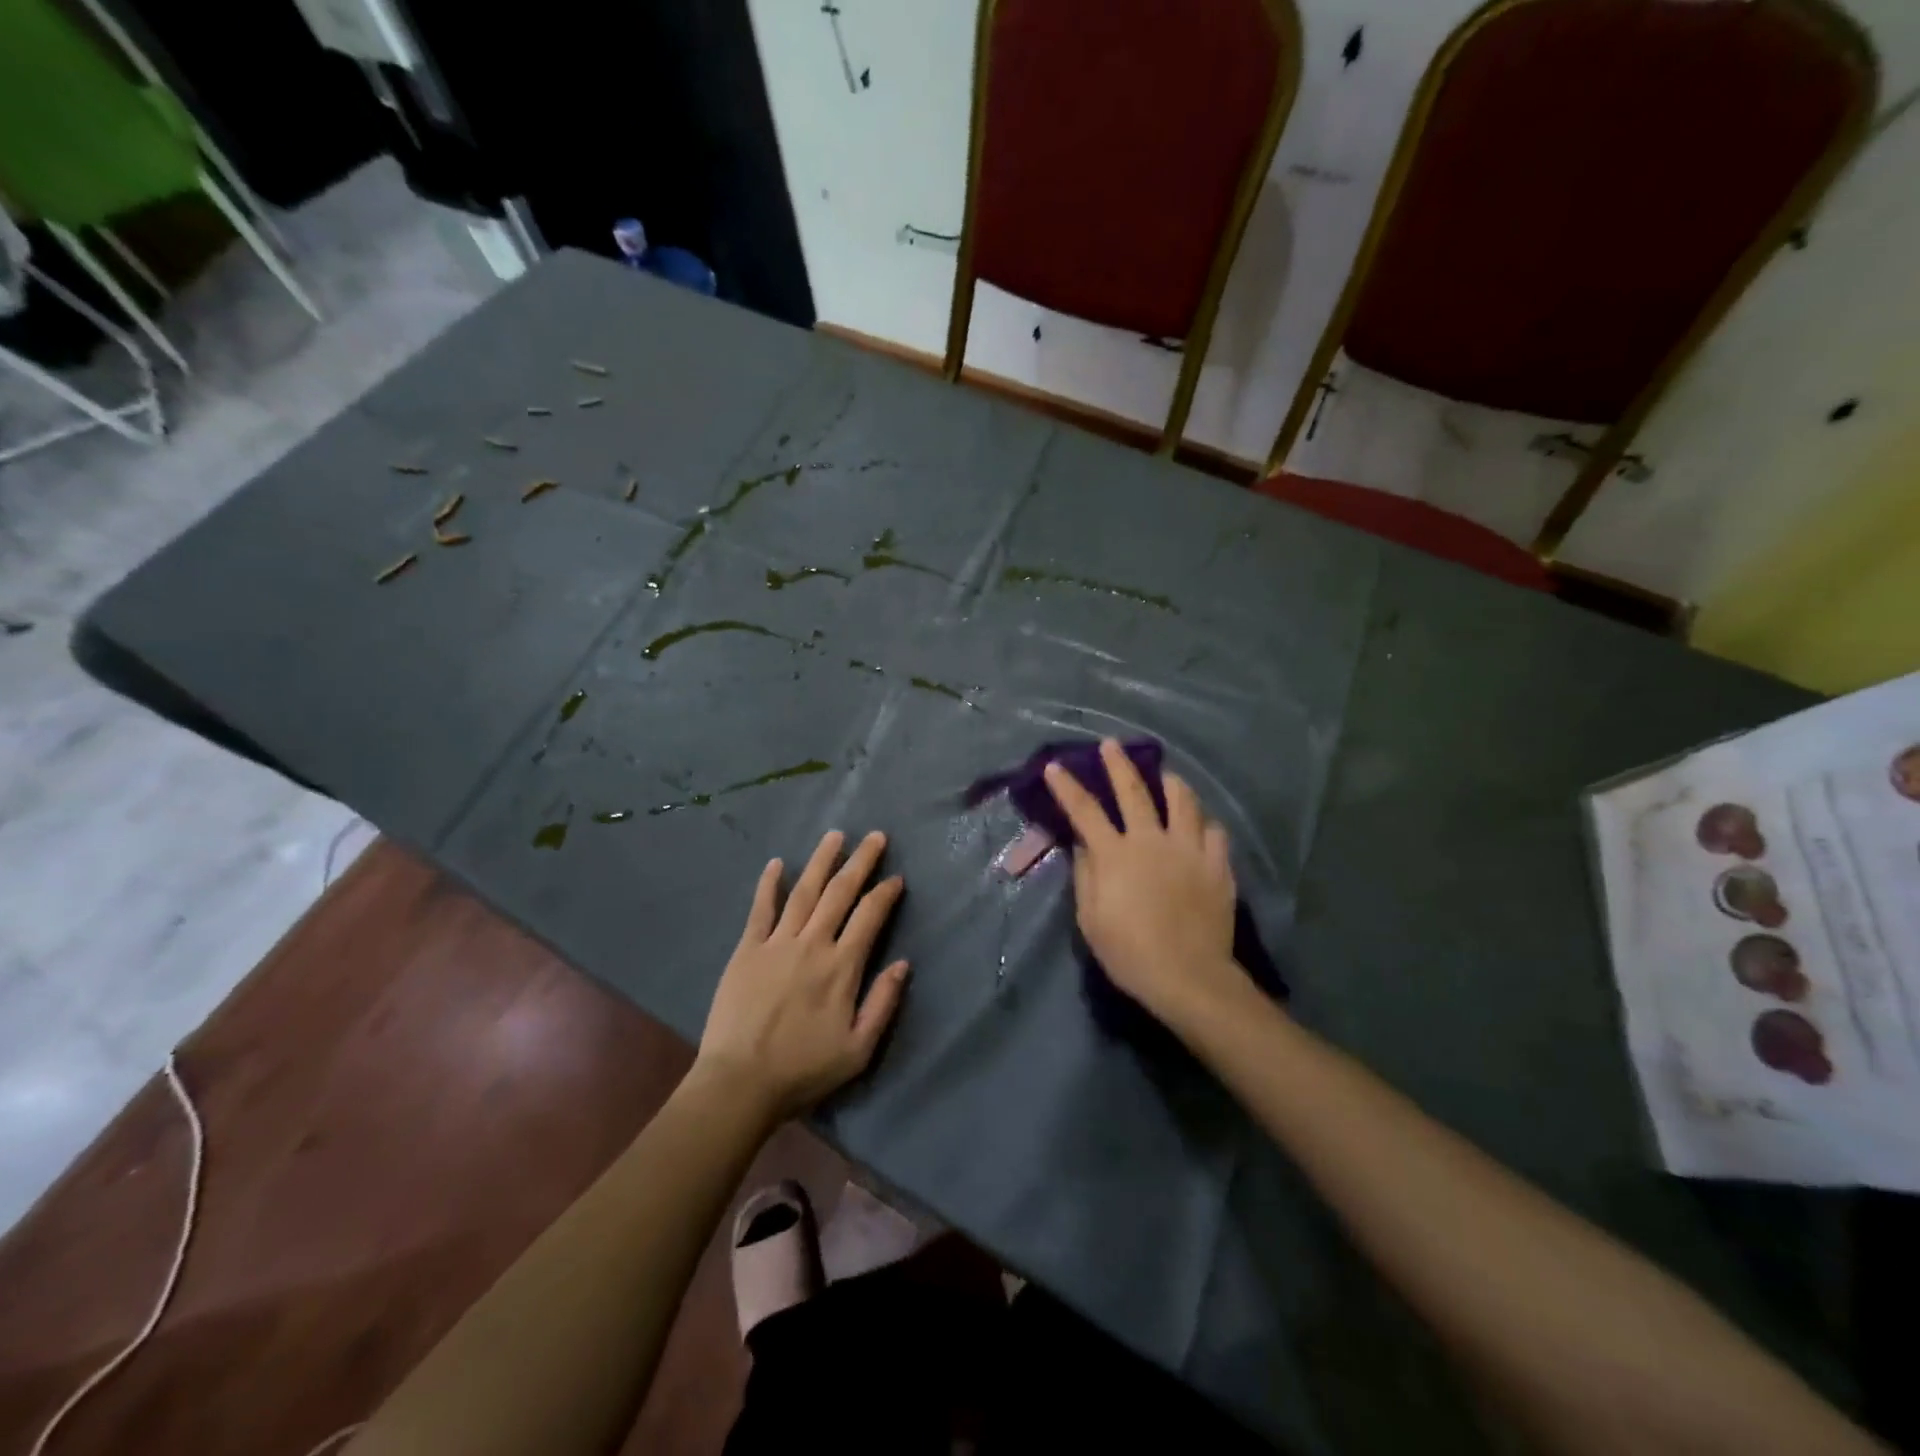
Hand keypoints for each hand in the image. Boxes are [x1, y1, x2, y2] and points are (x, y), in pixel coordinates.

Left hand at [693, 830, 909, 1124]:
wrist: (740, 1083)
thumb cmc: (803, 1070)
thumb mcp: (858, 1050)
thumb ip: (883, 1003)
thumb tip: (904, 964)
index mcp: (842, 967)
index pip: (869, 917)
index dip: (885, 894)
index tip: (896, 878)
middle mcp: (812, 944)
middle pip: (840, 893)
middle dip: (860, 862)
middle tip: (875, 836)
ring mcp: (777, 943)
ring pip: (804, 892)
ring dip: (821, 861)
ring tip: (834, 836)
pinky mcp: (747, 950)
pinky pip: (761, 910)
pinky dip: (770, 884)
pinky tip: (777, 863)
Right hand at [1045, 740, 1248, 1032]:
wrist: (1188, 976)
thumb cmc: (1129, 952)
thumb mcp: (1090, 919)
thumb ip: (1085, 875)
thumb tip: (1083, 845)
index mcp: (1115, 854)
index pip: (1085, 811)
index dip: (1067, 787)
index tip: (1055, 766)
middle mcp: (1151, 840)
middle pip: (1134, 791)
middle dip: (1119, 764)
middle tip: (1112, 745)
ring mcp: (1189, 849)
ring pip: (1183, 801)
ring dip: (1171, 783)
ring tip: (1166, 776)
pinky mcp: (1217, 865)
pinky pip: (1214, 832)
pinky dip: (1204, 824)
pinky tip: (1200, 825)